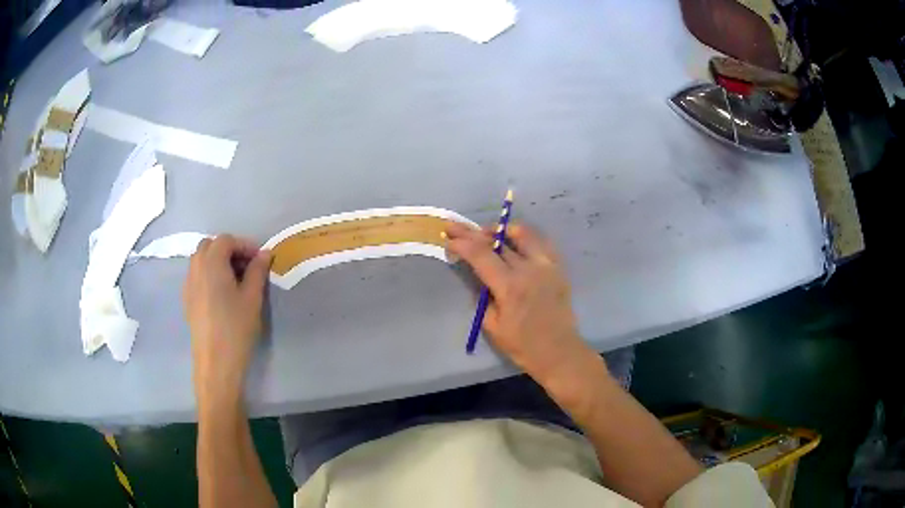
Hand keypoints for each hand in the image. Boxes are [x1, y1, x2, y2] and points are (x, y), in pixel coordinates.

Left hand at [183, 235, 271, 408]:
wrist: (216, 362)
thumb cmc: (236, 328)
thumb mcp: (252, 298)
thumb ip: (257, 271)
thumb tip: (264, 254)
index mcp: (211, 263)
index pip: (226, 240)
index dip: (245, 245)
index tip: (260, 260)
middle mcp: (196, 268)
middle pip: (209, 245)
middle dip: (229, 250)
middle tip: (247, 267)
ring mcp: (188, 284)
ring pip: (200, 259)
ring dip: (217, 261)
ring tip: (235, 279)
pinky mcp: (187, 299)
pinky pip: (196, 275)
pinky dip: (209, 274)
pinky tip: (222, 294)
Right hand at [445, 222, 600, 386]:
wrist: (559, 351)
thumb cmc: (523, 345)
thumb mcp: (492, 326)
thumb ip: (482, 296)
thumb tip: (477, 276)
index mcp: (510, 286)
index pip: (481, 255)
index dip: (462, 244)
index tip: (448, 239)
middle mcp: (529, 269)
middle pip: (497, 241)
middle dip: (472, 232)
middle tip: (455, 226)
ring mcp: (546, 265)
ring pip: (522, 233)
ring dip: (500, 230)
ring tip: (487, 233)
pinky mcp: (558, 267)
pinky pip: (540, 242)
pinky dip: (524, 237)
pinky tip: (514, 241)